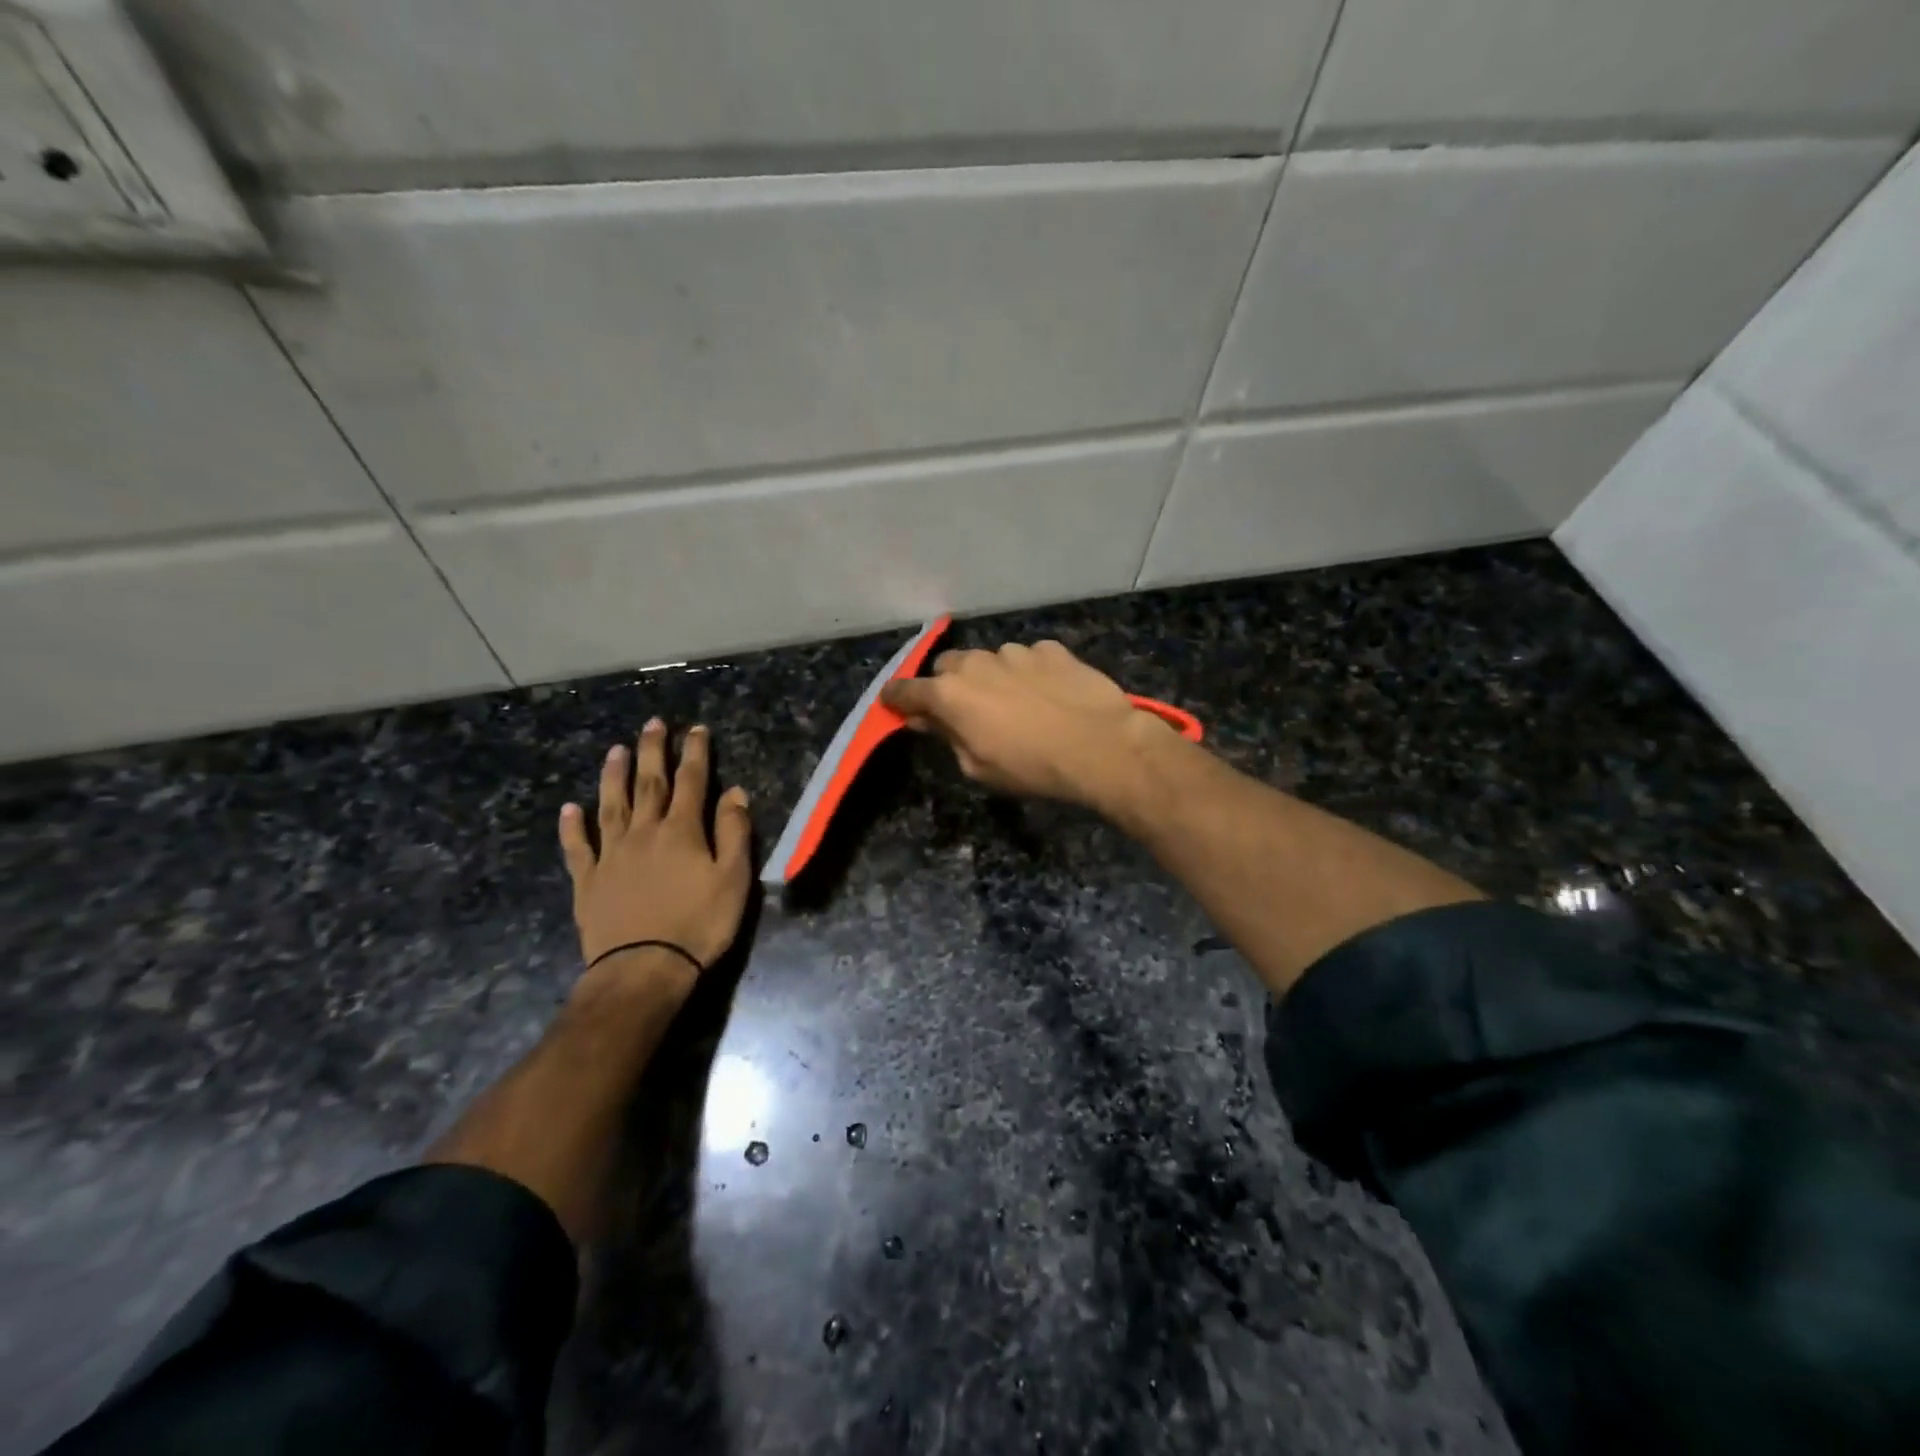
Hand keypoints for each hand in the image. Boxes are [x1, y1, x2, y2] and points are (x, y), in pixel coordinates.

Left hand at [558, 720, 751, 998]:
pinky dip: (573, 827)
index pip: (692, 781)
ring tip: (616, 750)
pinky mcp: (588, 881)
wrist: (643, 969)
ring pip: (611, 805)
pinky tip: (569, 809)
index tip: (696, 729)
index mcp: (682, 831)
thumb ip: (734, 832)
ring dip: (613, 776)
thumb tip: (735, 792)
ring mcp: (611, 855)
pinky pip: (578, 847)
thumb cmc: (699, 924)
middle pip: (649, 783)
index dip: (695, 753)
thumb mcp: (733, 879)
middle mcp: (644, 832)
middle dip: (653, 751)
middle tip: (653, 723)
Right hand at [880, 640, 1176, 809]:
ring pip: (990, 660)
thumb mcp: (978, 767)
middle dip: (949, 686)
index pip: (906, 690)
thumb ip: (947, 737)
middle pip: (947, 667)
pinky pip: (1028, 658)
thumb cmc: (1031, 767)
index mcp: (950, 694)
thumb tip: (927, 720)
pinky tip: (1049, 695)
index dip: (896, 698)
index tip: (893, 703)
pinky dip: (1029, 673)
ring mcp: (1016, 651)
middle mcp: (976, 663)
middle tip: (966, 711)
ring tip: (1017, 704)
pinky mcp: (1051, 649)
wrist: (1100, 745)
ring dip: (992, 678)